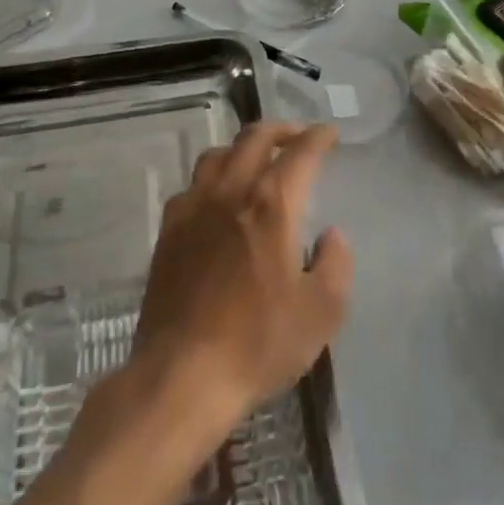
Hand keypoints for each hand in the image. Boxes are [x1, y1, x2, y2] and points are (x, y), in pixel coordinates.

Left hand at [131, 123, 352, 438]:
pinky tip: (217, 198)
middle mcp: (229, 193)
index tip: (329, 134)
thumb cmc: (258, 343)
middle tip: (298, 137)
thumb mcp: (321, 312)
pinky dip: (212, 177)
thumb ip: (336, 264)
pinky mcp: (168, 232)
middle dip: (281, 130)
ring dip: (243, 147)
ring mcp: (192, 209)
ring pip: (217, 155)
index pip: (300, 153)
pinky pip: (192, 185)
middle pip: (253, 138)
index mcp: (271, 205)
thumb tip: (331, 235)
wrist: (181, 374)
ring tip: (257, 160)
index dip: (318, 138)